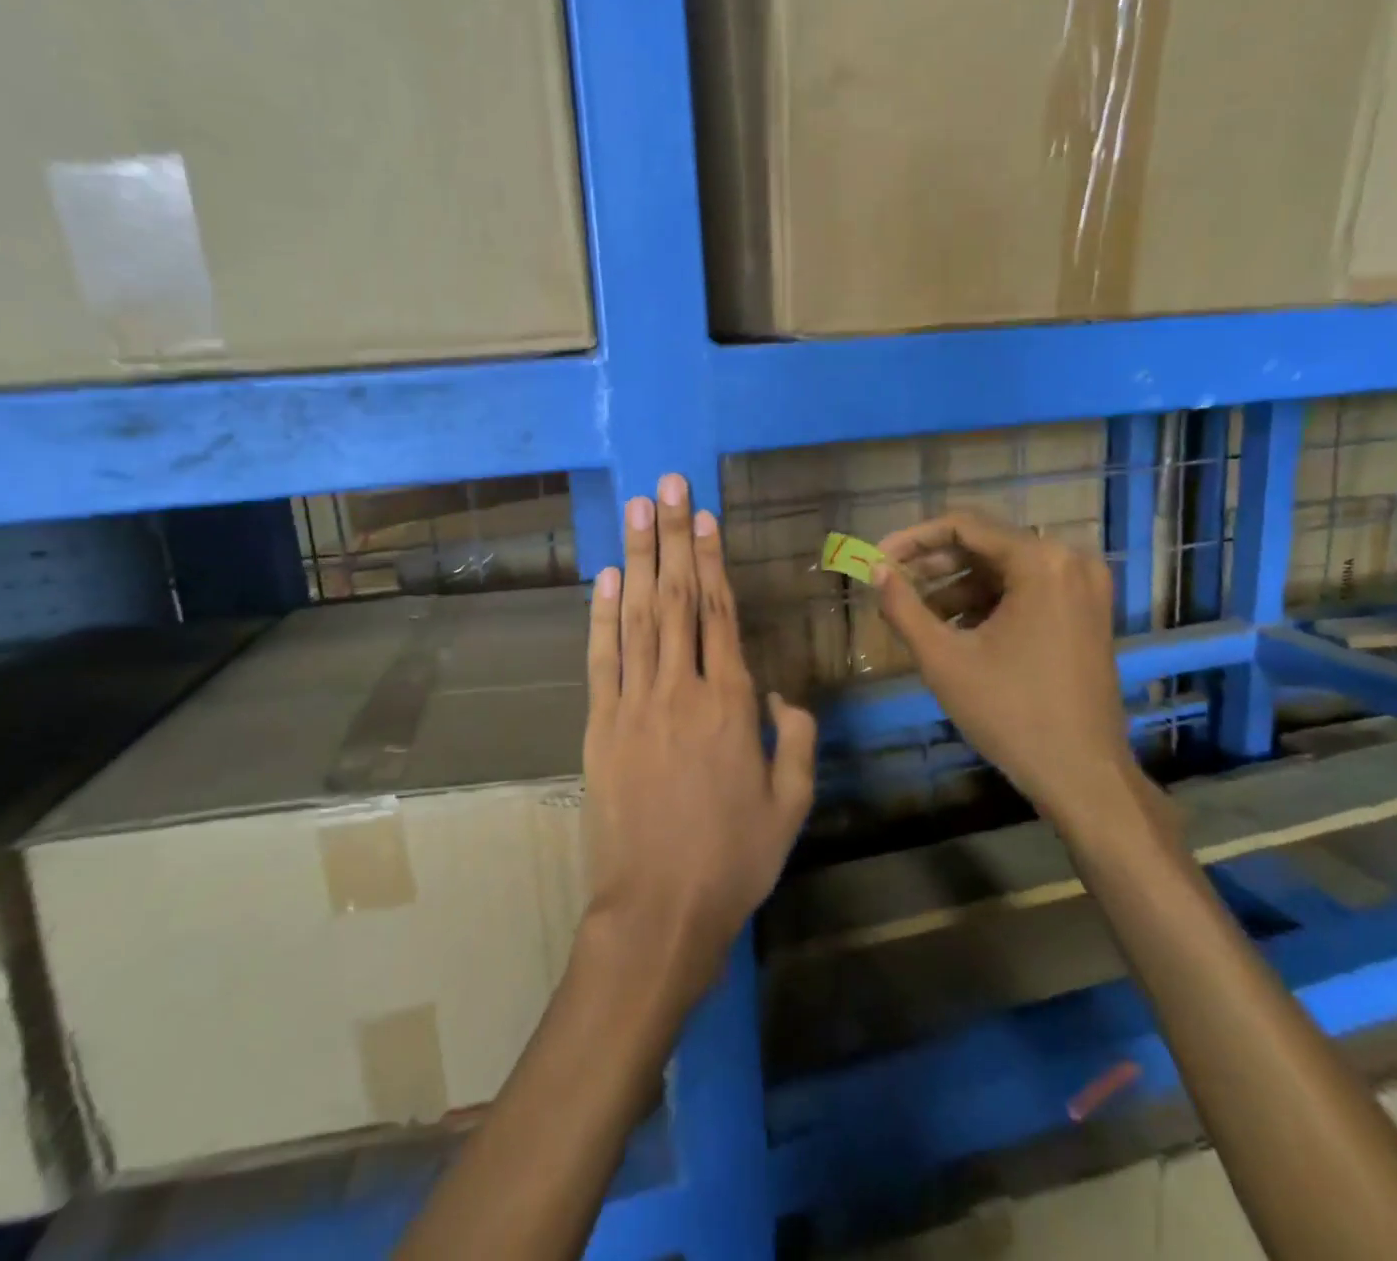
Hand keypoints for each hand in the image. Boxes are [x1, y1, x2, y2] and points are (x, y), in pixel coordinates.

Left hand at [581, 473, 816, 1006]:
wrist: (658, 910)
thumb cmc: (733, 859)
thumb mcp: (790, 805)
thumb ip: (796, 741)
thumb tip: (782, 695)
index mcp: (730, 705)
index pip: (719, 612)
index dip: (709, 559)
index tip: (702, 515)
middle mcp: (680, 690)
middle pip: (676, 598)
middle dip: (671, 537)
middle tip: (666, 485)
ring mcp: (633, 705)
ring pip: (636, 617)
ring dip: (636, 560)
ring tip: (636, 511)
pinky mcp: (600, 726)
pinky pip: (602, 659)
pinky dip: (601, 617)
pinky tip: (604, 579)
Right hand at [873, 510, 1148, 833]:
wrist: (1082, 774)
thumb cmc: (1009, 712)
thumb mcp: (943, 658)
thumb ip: (903, 606)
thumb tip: (876, 570)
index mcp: (1040, 562)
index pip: (964, 526)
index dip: (913, 539)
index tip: (877, 558)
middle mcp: (1070, 561)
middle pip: (986, 545)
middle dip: (934, 565)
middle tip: (892, 584)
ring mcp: (1084, 587)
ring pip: (1004, 570)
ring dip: (957, 587)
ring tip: (918, 615)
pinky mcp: (1087, 612)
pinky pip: (1027, 590)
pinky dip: (988, 603)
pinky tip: (956, 630)